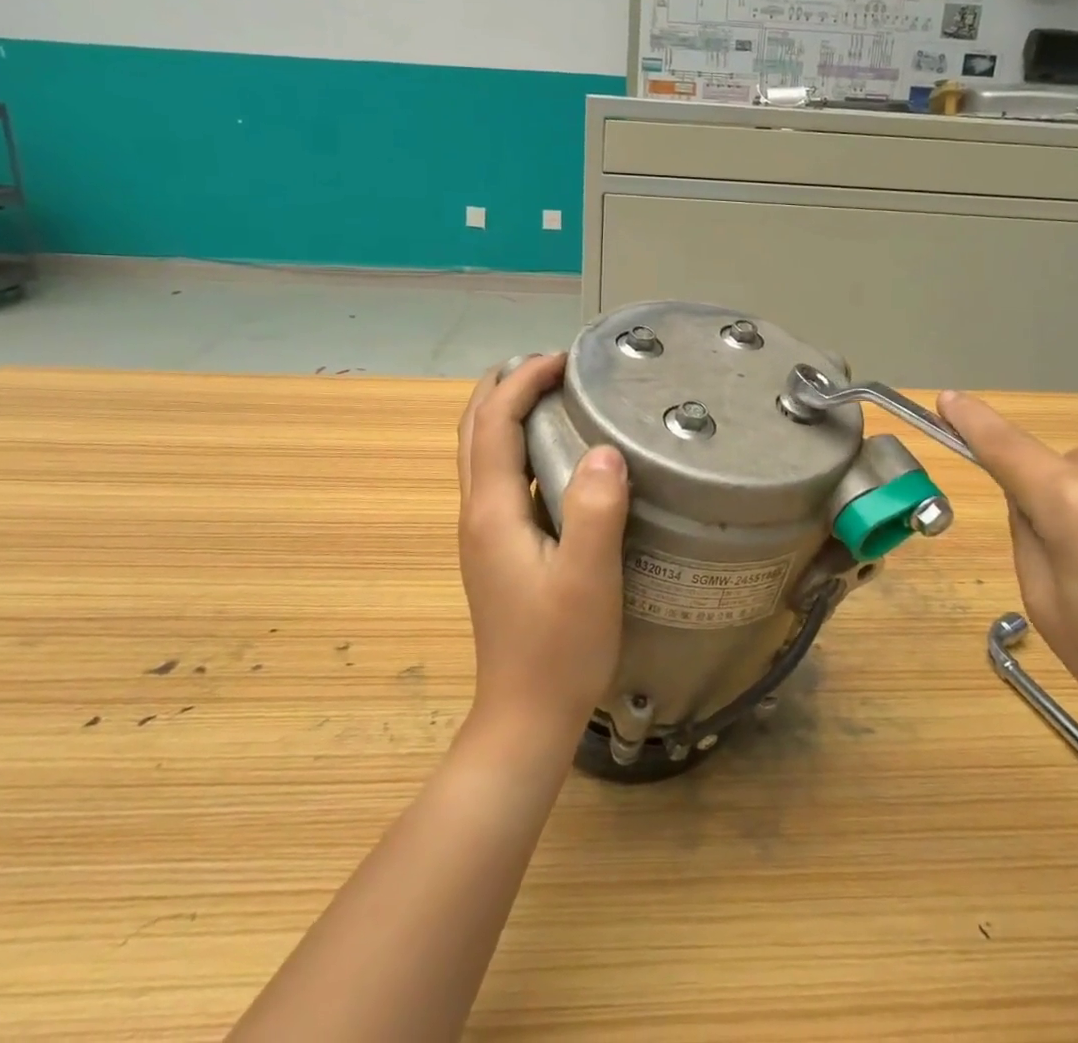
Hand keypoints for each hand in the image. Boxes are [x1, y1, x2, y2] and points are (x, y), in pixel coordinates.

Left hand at [456, 355, 629, 744]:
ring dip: (506, 413)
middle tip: (550, 365)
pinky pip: (498, 478)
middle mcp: (476, 514)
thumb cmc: (559, 649)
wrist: (525, 718)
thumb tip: (604, 448)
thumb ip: (595, 510)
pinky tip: (555, 455)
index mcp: (491, 511)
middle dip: (504, 386)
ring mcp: (483, 534)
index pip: (495, 422)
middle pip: (473, 430)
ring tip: (552, 394)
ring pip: (480, 453)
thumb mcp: (588, 578)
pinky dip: (517, 446)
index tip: (564, 359)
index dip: (524, 380)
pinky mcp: (497, 551)